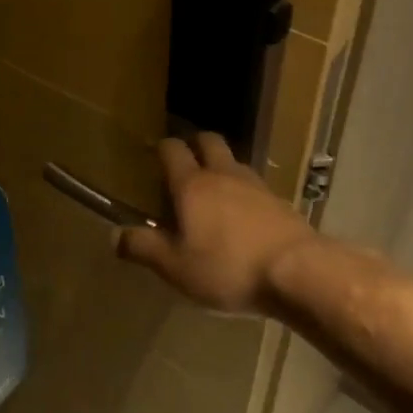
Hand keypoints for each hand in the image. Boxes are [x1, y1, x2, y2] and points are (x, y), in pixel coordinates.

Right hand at [115, 134, 318, 314]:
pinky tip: (243, 214)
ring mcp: (256, 185)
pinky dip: (244, 191)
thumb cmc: (228, 267)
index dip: (162, 148)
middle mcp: (223, 175)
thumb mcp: (176, 267)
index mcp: (192, 185)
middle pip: (209, 141)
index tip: (155, 154)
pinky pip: (255, 186)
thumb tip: (114, 235)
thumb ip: (144, 248)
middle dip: (195, 144)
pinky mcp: (280, 202)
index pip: (173, 151)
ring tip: (214, 189)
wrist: (298, 271)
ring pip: (234, 162)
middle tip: (186, 161)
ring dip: (221, 167)